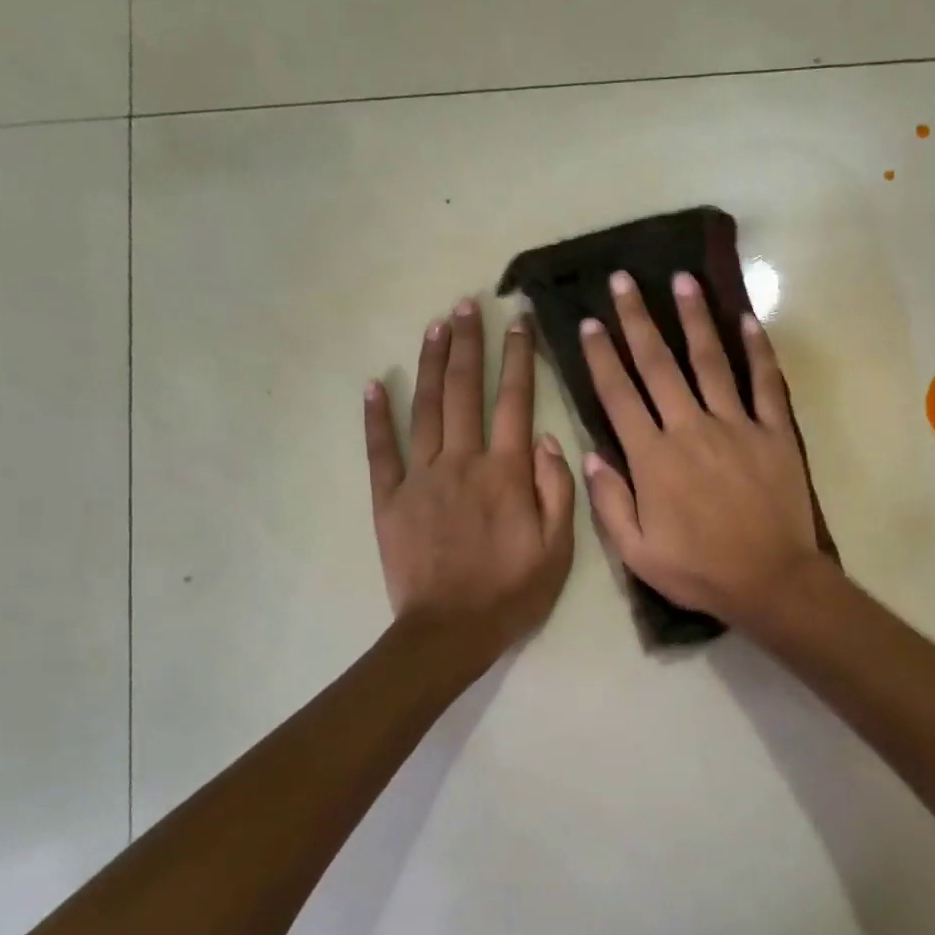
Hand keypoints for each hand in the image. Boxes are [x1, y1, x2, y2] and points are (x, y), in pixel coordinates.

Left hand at [365, 299, 574, 653]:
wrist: (450, 630)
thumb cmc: (512, 592)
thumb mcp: (558, 549)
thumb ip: (556, 490)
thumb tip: (547, 439)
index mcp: (506, 473)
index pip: (515, 401)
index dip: (517, 358)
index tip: (517, 321)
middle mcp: (462, 462)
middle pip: (464, 392)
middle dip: (468, 344)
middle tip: (467, 303)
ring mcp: (421, 477)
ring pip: (425, 409)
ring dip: (430, 363)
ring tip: (435, 325)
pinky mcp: (390, 498)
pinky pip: (381, 450)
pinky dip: (377, 416)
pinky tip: (375, 384)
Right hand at [579, 271, 823, 628]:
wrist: (770, 581)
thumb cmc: (699, 571)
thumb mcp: (637, 553)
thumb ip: (609, 503)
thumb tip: (589, 455)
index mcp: (653, 459)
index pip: (619, 396)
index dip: (601, 357)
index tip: (589, 323)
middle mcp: (690, 429)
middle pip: (658, 366)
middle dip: (637, 321)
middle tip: (623, 280)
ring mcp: (736, 426)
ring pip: (710, 362)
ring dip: (694, 318)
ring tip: (681, 280)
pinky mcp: (774, 433)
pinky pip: (765, 383)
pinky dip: (758, 350)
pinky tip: (748, 320)